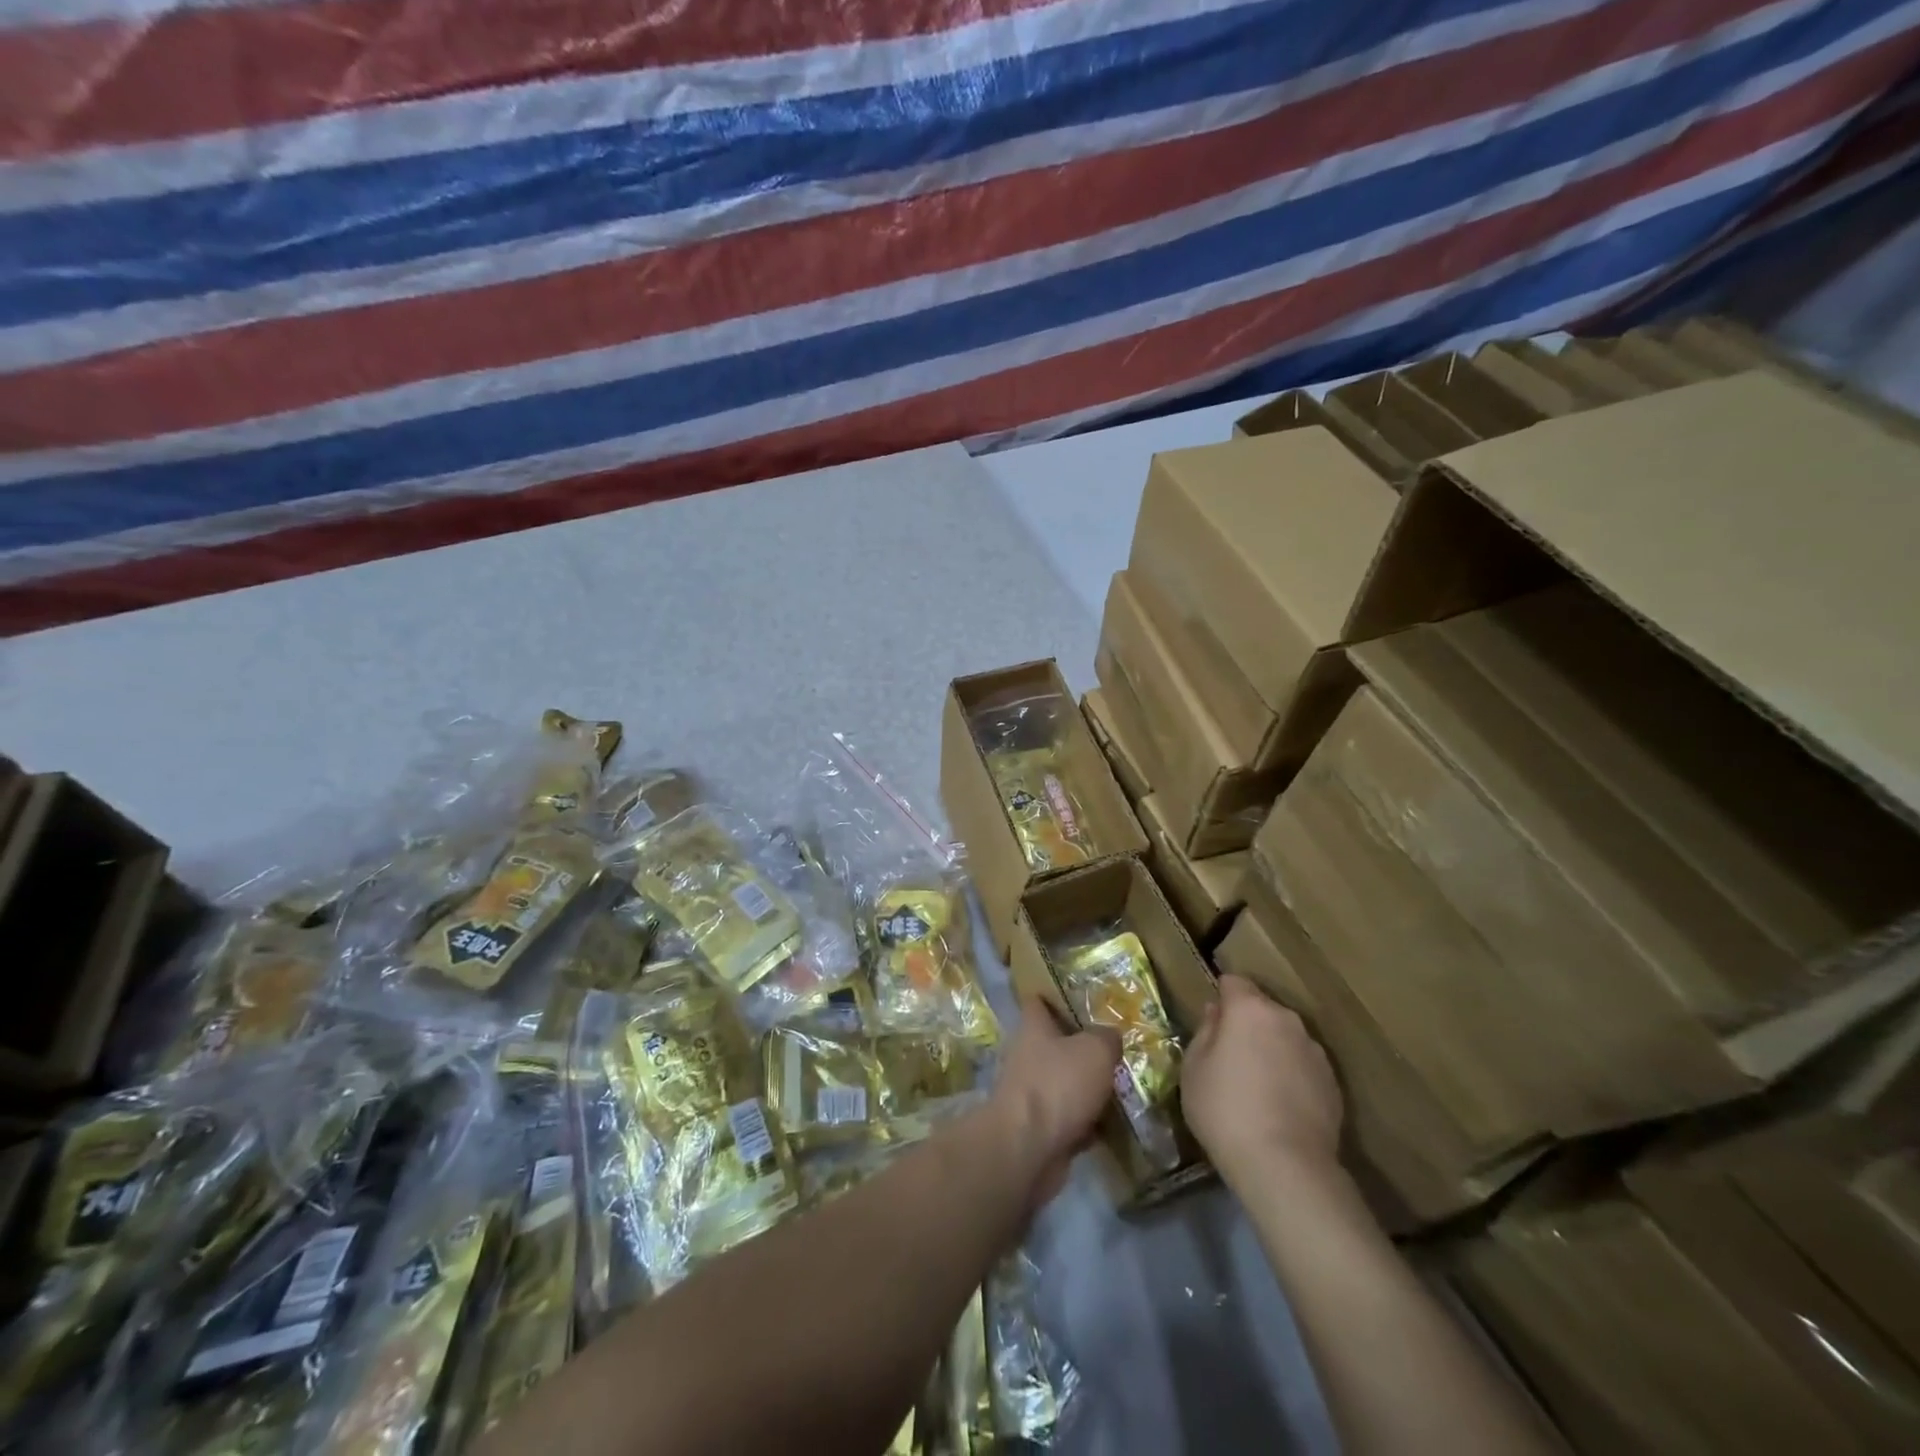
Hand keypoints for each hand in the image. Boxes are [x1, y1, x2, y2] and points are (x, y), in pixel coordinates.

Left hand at [988, 996, 1120, 1206]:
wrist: (1028, 1148)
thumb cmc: (1058, 1084)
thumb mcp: (1095, 1050)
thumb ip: (1107, 1038)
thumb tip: (1110, 1036)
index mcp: (1033, 1028)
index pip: (1039, 1001)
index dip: (1057, 995)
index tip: (1082, 996)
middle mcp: (1028, 1056)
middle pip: (1056, 1044)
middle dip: (1083, 1047)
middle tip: (1117, 1048)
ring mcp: (1032, 1094)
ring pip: (1065, 1083)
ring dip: (1088, 1088)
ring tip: (1124, 1086)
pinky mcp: (1040, 1129)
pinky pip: (1070, 1119)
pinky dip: (1089, 1123)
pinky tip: (1115, 1125)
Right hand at [1181, 975, 1342, 1186]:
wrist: (1286, 1166)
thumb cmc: (1226, 1109)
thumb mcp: (1193, 1068)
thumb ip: (1205, 1032)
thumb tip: (1216, 1014)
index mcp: (1250, 1009)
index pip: (1233, 982)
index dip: (1221, 997)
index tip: (1212, 1023)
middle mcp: (1287, 1020)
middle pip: (1262, 1008)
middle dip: (1246, 1023)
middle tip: (1229, 1056)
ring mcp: (1314, 1051)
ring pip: (1285, 1037)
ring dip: (1271, 1048)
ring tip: (1257, 1085)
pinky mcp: (1333, 1083)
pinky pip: (1303, 1065)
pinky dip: (1291, 1075)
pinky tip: (1279, 1106)